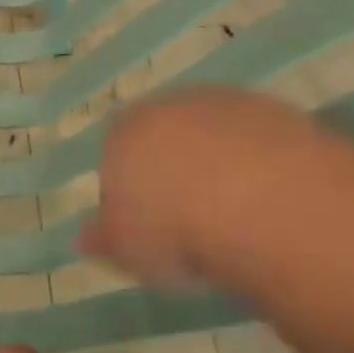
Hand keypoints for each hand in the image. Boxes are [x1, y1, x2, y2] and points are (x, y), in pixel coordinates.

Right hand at [83, 87, 337, 286]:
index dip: (131, 190)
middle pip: (164, 136)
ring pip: (211, 131)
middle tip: (191, 218)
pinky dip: (257, 158)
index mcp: (123, 133)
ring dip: (218, 161)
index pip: (116, 155)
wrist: (257, 198)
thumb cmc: (175, 228)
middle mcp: (167, 105)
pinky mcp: (268, 106)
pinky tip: (269, 194)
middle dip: (174, 169)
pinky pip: (254, 135)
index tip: (149, 227)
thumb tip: (84, 237)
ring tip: (235, 212)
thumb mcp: (127, 251)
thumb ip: (103, 239)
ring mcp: (221, 102)